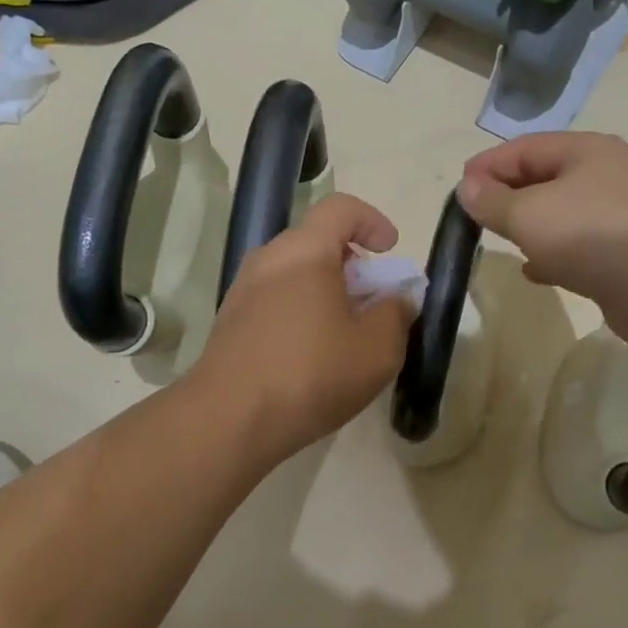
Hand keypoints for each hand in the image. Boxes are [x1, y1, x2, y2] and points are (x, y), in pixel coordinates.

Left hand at [193, 193, 414, 463]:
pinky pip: (276, 300)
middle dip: (353, 265)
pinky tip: (314, 355)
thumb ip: (397, 313)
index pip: (341, 208)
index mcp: (305, 251)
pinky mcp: (230, 322)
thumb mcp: (377, 349)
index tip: (390, 251)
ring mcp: (243, 291)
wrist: (229, 419)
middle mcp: (268, 259)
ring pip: (295, 274)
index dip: (372, 221)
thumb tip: (398, 297)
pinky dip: (302, 312)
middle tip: (373, 302)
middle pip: (317, 242)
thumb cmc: (311, 374)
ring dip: (327, 292)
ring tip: (347, 334)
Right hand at [459, 132, 627, 348]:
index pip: (524, 147)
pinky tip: (534, 271)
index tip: (459, 191)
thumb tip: (467, 188)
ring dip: (529, 225)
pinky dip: (552, 253)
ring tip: (502, 241)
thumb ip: (492, 201)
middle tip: (476, 216)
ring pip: (560, 213)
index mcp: (586, 151)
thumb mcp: (527, 213)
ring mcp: (619, 215)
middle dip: (507, 195)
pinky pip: (577, 245)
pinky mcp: (624, 252)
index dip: (488, 165)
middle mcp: (606, 175)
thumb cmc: (589, 234)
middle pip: (544, 178)